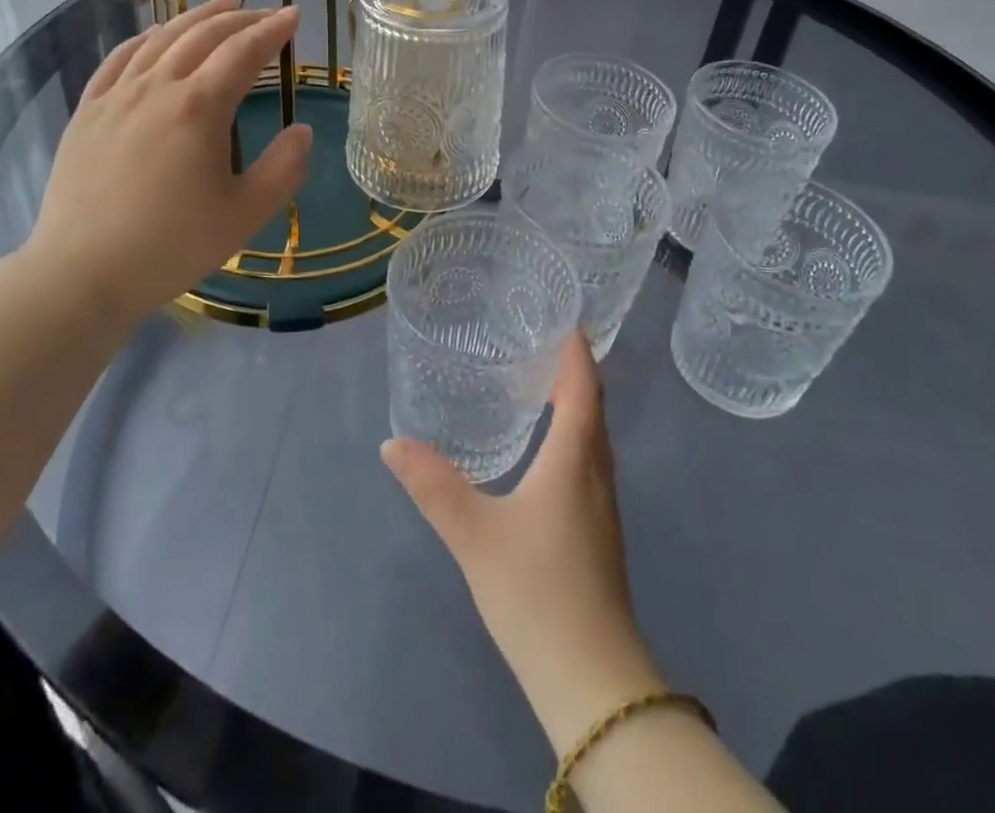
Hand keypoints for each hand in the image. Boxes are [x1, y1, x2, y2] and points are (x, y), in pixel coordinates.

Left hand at [22, 0, 311, 321]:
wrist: (81, 273)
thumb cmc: (171, 246)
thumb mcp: (245, 215)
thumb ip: (284, 169)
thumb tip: (303, 131)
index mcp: (199, 108)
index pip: (244, 52)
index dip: (273, 30)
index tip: (294, 15)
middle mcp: (157, 88)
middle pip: (203, 35)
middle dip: (240, 18)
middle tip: (266, 12)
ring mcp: (116, 96)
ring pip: (161, 38)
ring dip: (196, 17)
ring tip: (221, 3)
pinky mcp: (88, 112)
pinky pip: (119, 59)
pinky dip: (145, 38)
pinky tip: (155, 35)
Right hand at [383, 333, 665, 749]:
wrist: (592, 680)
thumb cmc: (537, 592)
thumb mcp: (475, 535)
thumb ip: (434, 486)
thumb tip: (392, 443)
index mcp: (575, 457)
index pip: (583, 384)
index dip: (575, 348)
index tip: (560, 314)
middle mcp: (596, 471)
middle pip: (592, 406)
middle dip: (570, 369)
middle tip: (534, 340)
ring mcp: (602, 505)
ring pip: (592, 436)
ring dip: (573, 403)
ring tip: (535, 382)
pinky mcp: (598, 532)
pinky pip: (588, 461)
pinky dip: (571, 435)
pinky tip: (543, 449)